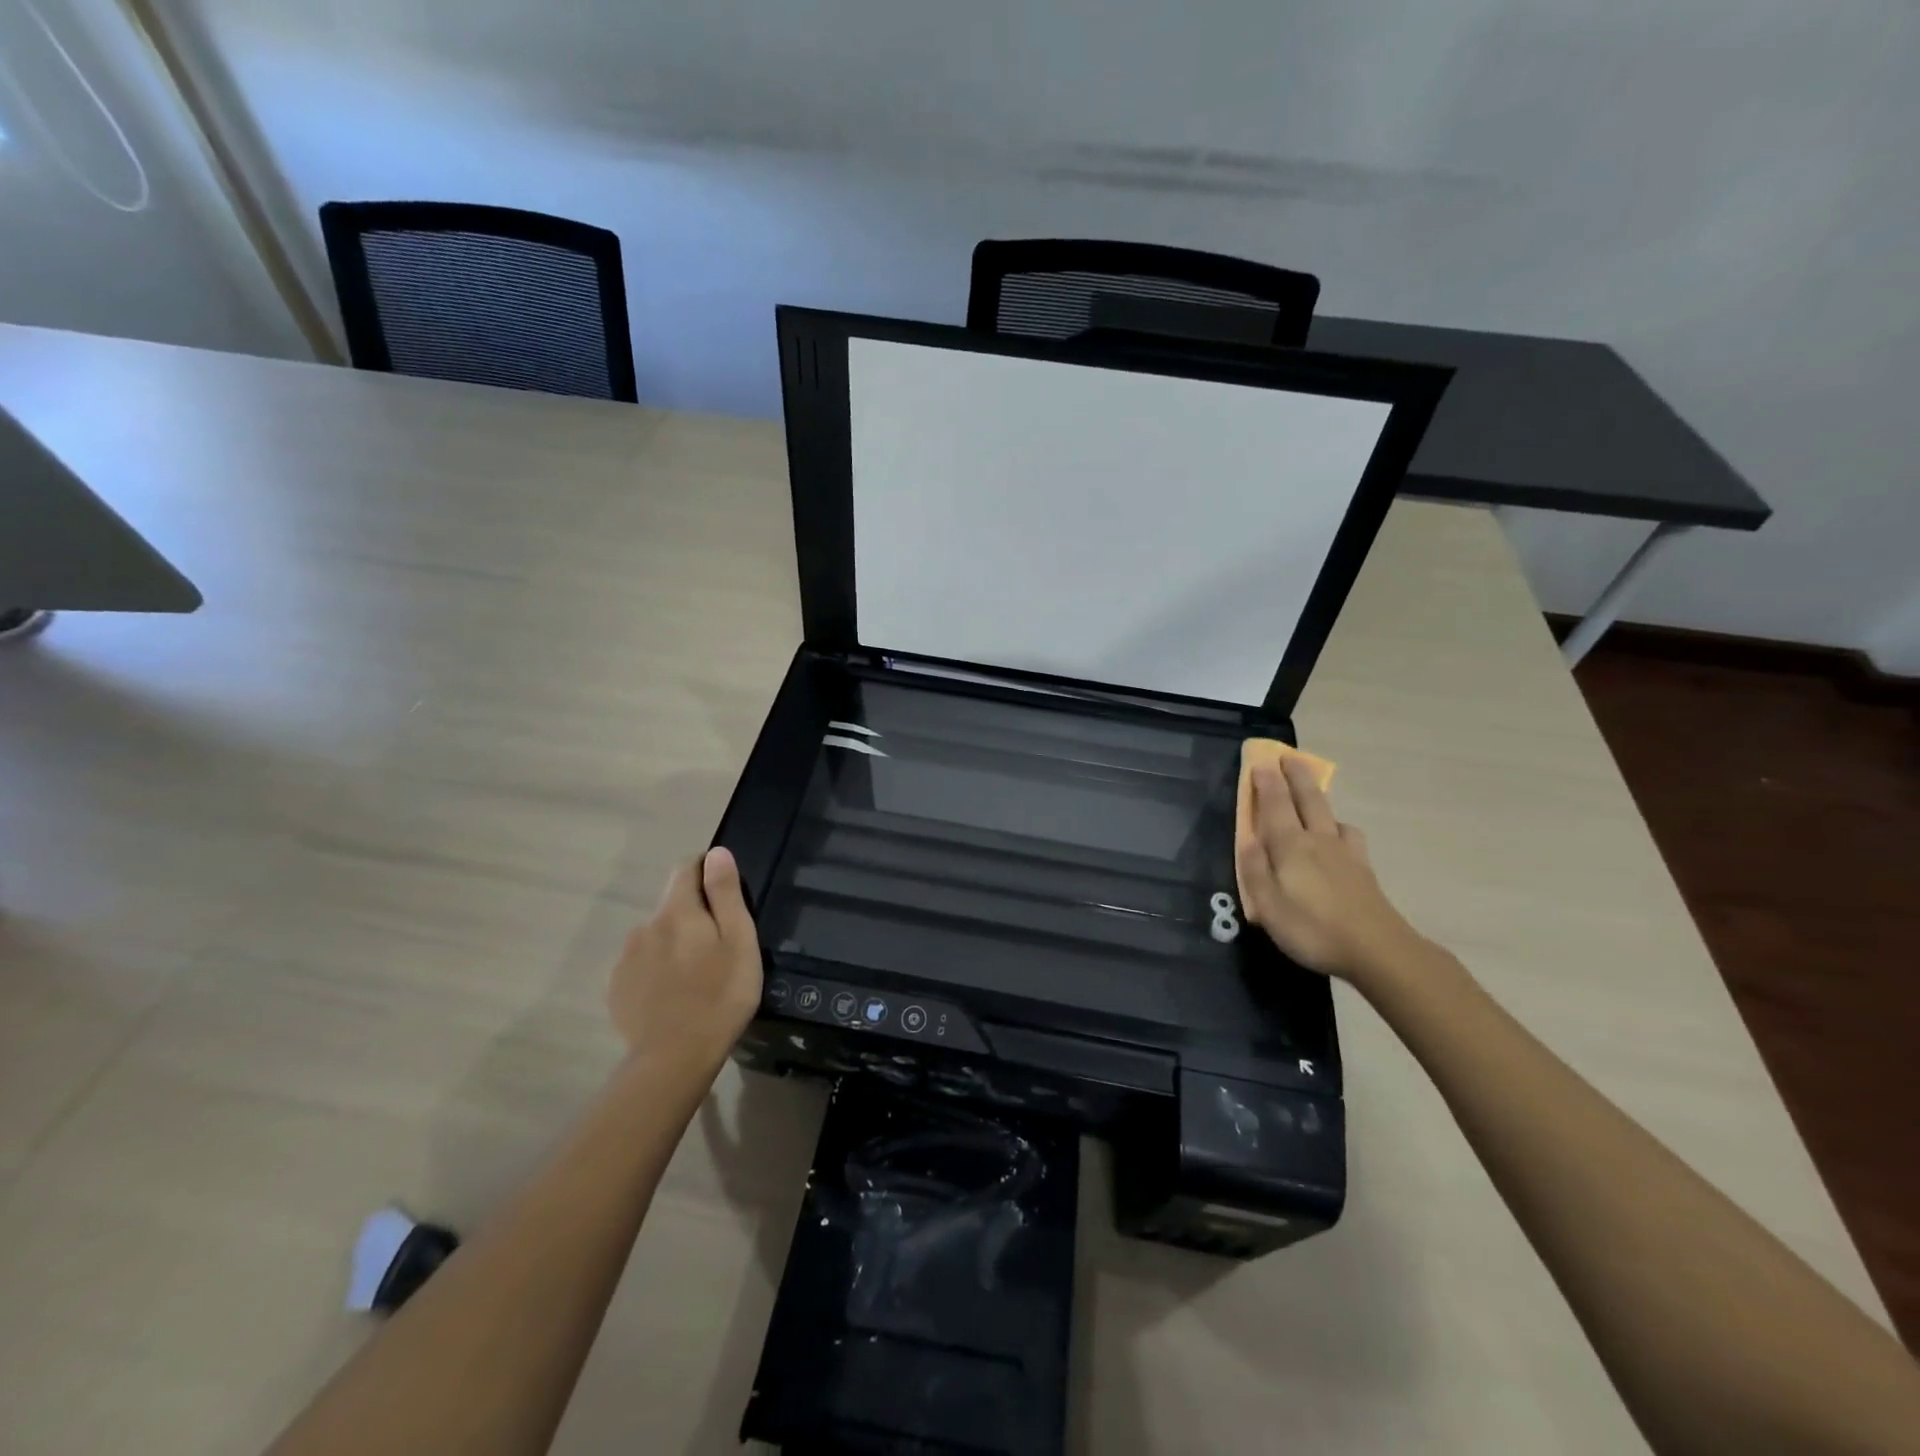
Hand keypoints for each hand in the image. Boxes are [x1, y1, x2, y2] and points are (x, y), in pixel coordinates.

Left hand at [608, 847, 763, 1075]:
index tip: (725, 891)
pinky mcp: (617, 988)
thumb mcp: (738, 941)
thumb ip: (725, 894)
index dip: (706, 870)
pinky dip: (658, 970)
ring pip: (656, 936)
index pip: (686, 869)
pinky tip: (673, 996)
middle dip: (694, 914)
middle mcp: (646, 926)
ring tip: (696, 975)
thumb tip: (717, 853)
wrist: (673, 1059)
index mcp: (677, 911)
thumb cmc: (720, 995)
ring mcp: (626, 958)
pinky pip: (641, 965)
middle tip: (718, 946)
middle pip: (672, 905)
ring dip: (674, 944)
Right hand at [1235, 758, 1415, 981]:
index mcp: (1291, 846)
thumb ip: (1254, 870)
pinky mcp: (1363, 871)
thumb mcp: (1268, 905)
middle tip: (1290, 756)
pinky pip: (1349, 836)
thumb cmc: (1313, 928)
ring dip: (1320, 798)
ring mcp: (1346, 854)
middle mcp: (1318, 841)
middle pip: (1308, 800)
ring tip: (1314, 794)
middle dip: (1296, 776)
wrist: (1378, 950)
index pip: (1275, 805)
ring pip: (1331, 815)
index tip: (1261, 761)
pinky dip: (1339, 827)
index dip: (1267, 783)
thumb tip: (1246, 839)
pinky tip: (1339, 836)